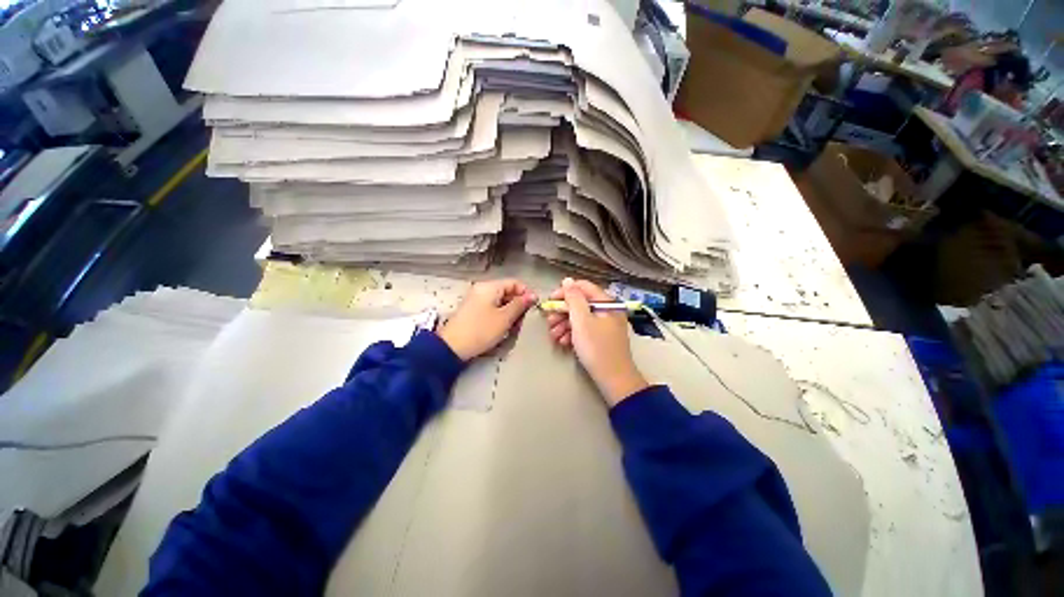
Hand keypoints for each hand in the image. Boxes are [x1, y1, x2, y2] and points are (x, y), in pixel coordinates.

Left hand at [437, 279, 536, 360]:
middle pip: (507, 292)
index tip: (533, 308)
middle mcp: (482, 289)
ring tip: (513, 327)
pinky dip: (500, 316)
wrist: (452, 347)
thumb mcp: (505, 318)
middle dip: (518, 305)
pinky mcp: (472, 311)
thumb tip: (533, 296)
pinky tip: (502, 329)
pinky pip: (491, 308)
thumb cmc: (481, 330)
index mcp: (490, 287)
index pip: (514, 283)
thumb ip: (520, 305)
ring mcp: (476, 300)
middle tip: (523, 321)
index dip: (526, 293)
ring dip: (509, 313)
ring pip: (500, 301)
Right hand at [545, 278, 647, 406]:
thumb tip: (567, 280)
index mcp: (606, 303)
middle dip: (562, 312)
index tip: (549, 303)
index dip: (564, 292)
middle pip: (580, 303)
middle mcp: (607, 310)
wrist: (614, 380)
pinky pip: (584, 329)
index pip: (582, 287)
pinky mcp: (601, 337)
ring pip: (580, 317)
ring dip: (564, 324)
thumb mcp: (582, 321)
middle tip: (549, 322)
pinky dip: (572, 333)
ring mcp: (605, 325)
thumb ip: (574, 298)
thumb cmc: (597, 348)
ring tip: (553, 336)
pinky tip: (563, 342)